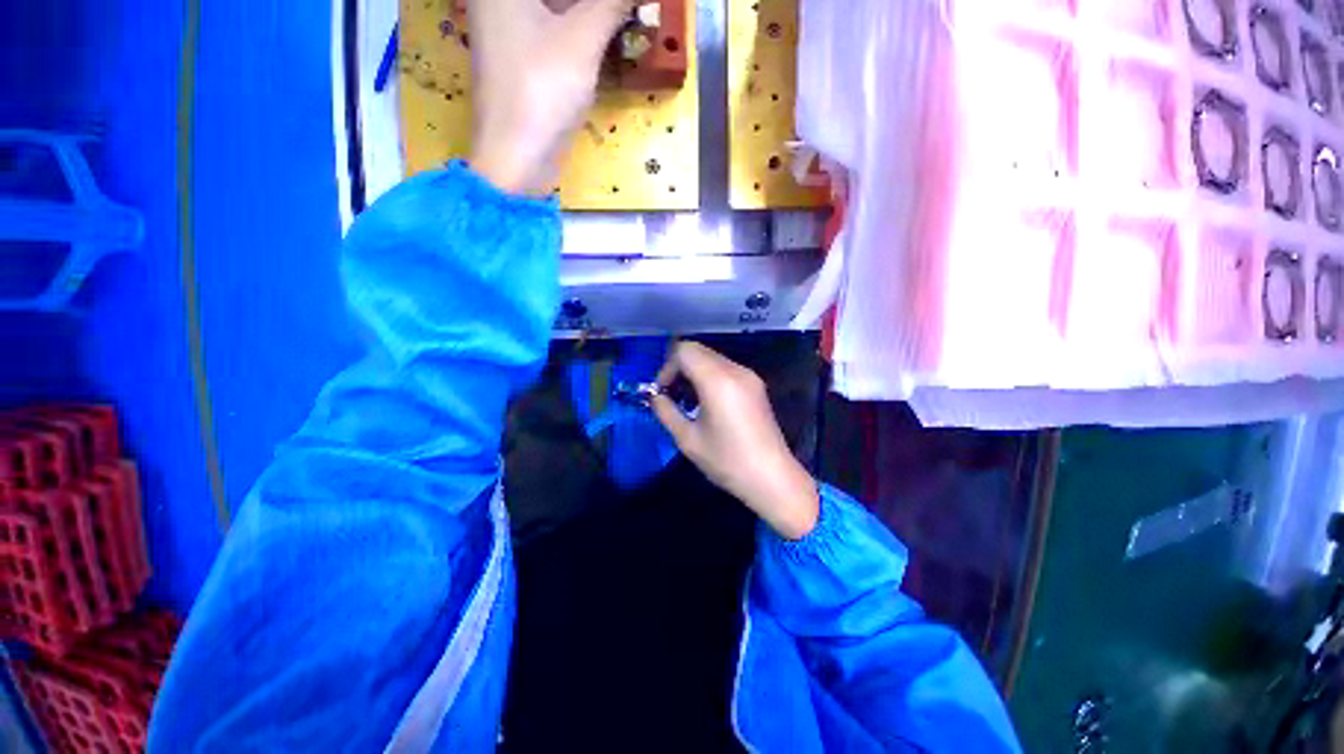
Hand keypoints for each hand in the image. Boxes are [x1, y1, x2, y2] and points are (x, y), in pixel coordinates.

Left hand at [469, 0, 631, 194]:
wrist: (516, 159)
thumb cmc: (541, 90)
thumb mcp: (583, 39)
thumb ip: (613, 3)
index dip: (598, 0)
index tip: (621, 7)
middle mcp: (500, 1)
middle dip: (597, 4)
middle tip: (629, 10)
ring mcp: (510, 32)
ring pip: (557, 11)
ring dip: (592, 14)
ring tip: (626, 17)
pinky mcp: (524, 62)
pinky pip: (556, 32)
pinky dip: (583, 31)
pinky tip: (609, 35)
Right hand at [651, 342, 820, 540]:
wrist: (772, 477)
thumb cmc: (727, 461)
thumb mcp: (688, 439)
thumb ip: (665, 411)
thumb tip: (656, 397)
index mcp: (718, 380)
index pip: (684, 351)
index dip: (667, 367)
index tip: (662, 392)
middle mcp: (735, 370)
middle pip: (698, 350)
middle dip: (679, 368)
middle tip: (671, 396)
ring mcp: (749, 376)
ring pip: (711, 358)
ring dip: (694, 372)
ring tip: (687, 402)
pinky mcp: (755, 385)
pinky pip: (725, 369)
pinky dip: (709, 377)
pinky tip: (707, 403)